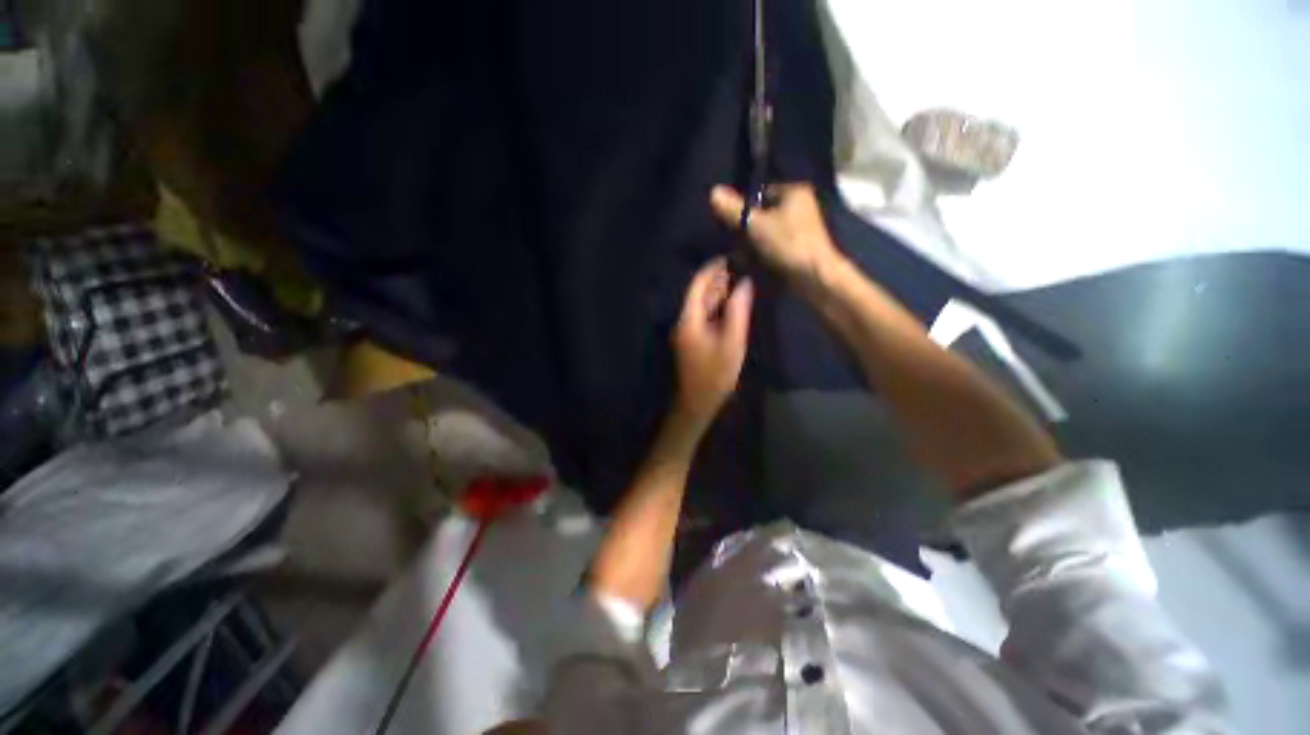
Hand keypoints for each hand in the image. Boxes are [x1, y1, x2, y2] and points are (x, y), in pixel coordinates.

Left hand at [672, 258, 753, 426]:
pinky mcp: (691, 340)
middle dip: (714, 280)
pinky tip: (727, 304)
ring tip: (733, 281)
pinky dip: (713, 307)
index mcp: (689, 320)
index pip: (697, 287)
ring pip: (700, 306)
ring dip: (714, 293)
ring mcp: (686, 332)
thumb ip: (738, 312)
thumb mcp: (732, 342)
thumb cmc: (716, 373)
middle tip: (734, 267)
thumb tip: (744, 284)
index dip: (710, 271)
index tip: (726, 258)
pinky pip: (702, 317)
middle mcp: (684, 322)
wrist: (698, 401)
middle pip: (697, 295)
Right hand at [709, 184, 842, 286]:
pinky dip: (765, 253)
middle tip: (734, 242)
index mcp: (795, 191)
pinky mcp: (801, 248)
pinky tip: (754, 264)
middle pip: (765, 214)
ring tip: (741, 255)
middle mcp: (802, 206)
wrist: (814, 276)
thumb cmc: (787, 244)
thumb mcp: (755, 225)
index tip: (731, 223)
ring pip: (769, 232)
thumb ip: (734, 210)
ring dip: (754, 243)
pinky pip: (776, 245)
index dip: (744, 208)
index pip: (761, 193)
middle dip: (748, 228)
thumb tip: (713, 192)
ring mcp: (803, 228)